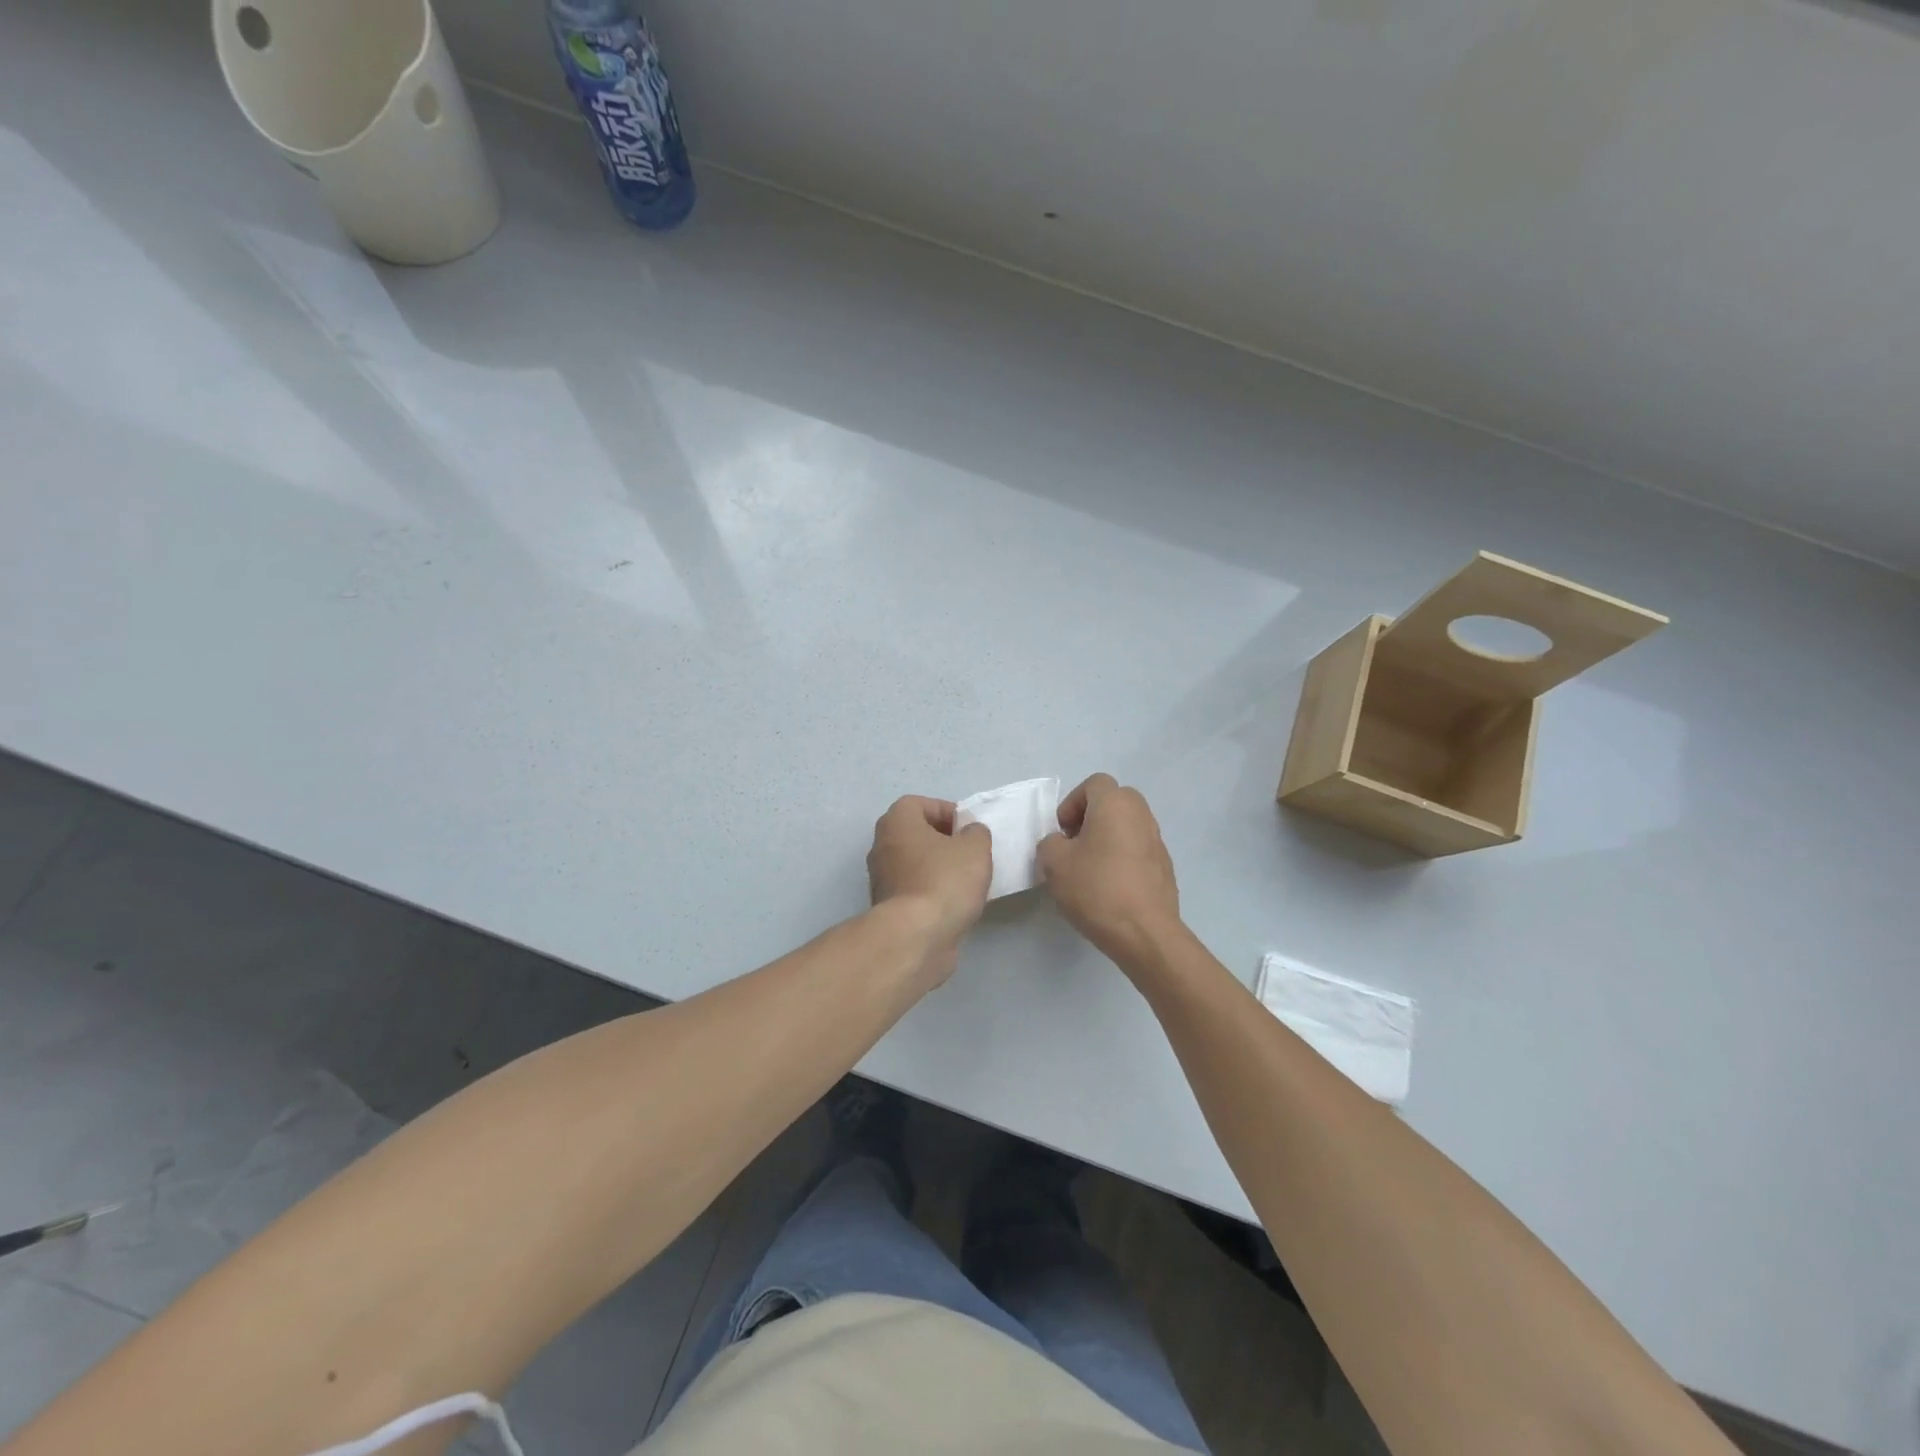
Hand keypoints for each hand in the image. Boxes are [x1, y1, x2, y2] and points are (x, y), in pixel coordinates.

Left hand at [867, 795, 992, 981]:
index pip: (920, 804)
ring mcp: (881, 879)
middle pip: (916, 834)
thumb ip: (976, 832)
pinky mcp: (888, 908)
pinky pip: (914, 889)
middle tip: (970, 853)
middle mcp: (882, 846)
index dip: (947, 811)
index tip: (968, 829)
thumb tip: (969, 833)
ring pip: (915, 863)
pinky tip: (954, 904)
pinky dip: (932, 892)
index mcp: (896, 822)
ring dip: (938, 868)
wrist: (917, 936)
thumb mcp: (975, 847)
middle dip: (944, 841)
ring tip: (967, 881)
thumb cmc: (945, 880)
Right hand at [1037, 774, 1181, 970]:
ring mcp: (1158, 841)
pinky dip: (1123, 859)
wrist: (1145, 933)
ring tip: (1090, 870)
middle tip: (1075, 846)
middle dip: (1090, 818)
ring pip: (1127, 826)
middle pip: (1113, 801)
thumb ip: (1050, 843)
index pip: (1094, 783)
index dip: (1072, 803)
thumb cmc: (1096, 888)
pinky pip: (1138, 850)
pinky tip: (1110, 888)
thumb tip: (1061, 844)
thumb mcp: (1054, 863)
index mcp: (1116, 804)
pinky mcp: (1165, 867)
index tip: (1063, 833)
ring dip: (1107, 839)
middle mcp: (1141, 814)